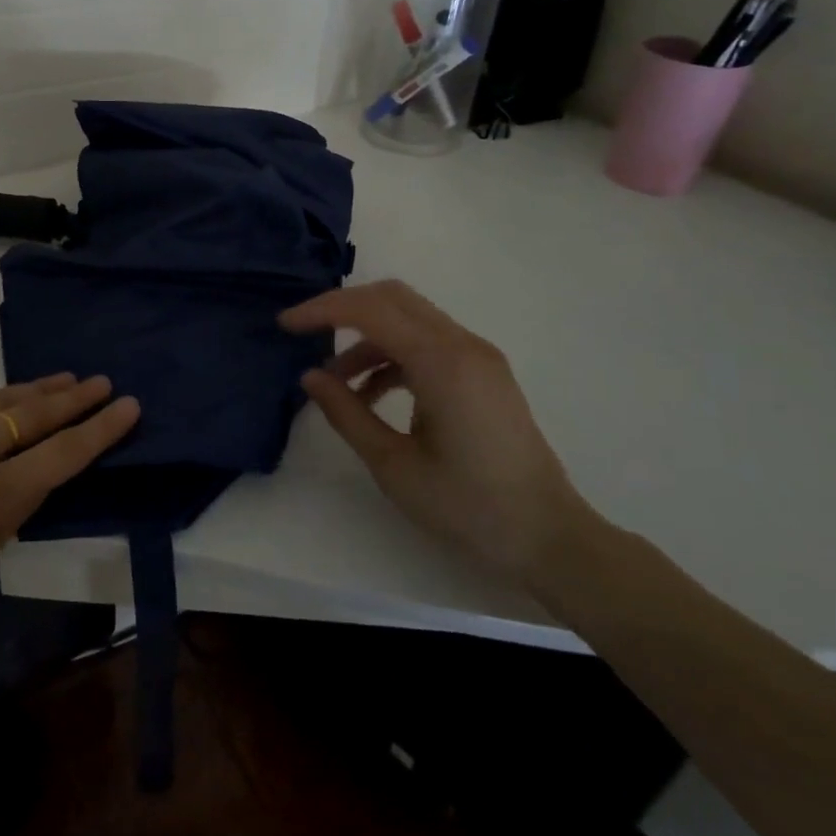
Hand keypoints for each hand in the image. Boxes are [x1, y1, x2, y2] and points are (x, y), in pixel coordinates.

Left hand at [0, 374, 139, 672]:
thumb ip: (3, 515)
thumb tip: (23, 479)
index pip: (60, 455)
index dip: (99, 430)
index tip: (128, 405)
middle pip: (33, 414)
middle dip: (74, 399)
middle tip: (103, 382)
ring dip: (37, 390)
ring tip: (67, 379)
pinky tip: (7, 394)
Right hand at [280, 280, 591, 580]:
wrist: (550, 538)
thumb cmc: (469, 507)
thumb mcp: (393, 466)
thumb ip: (346, 413)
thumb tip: (310, 376)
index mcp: (442, 363)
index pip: (370, 310)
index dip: (322, 310)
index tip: (286, 325)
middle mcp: (463, 345)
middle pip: (391, 298)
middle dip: (342, 308)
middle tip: (304, 332)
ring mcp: (478, 356)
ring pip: (408, 318)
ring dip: (366, 336)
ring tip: (335, 381)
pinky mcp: (483, 372)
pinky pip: (427, 342)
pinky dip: (392, 353)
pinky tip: (371, 394)